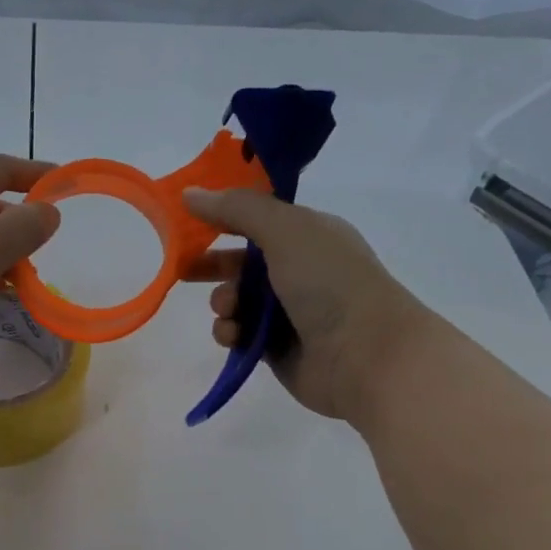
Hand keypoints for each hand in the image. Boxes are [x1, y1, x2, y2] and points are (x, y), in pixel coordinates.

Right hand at [182, 188, 434, 419]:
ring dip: (223, 302)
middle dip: (212, 264)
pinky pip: (239, 333)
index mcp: (308, 234)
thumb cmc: (330, 283)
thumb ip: (236, 209)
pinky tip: (233, 335)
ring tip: (229, 309)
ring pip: (236, 300)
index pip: (256, 217)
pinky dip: (230, 332)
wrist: (366, 356)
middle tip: (183, 269)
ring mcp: (288, 311)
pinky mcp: (275, 347)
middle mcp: (299, 269)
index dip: (221, 216)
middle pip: (241, 260)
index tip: (185, 219)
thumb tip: (190, 193)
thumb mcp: (285, 231)